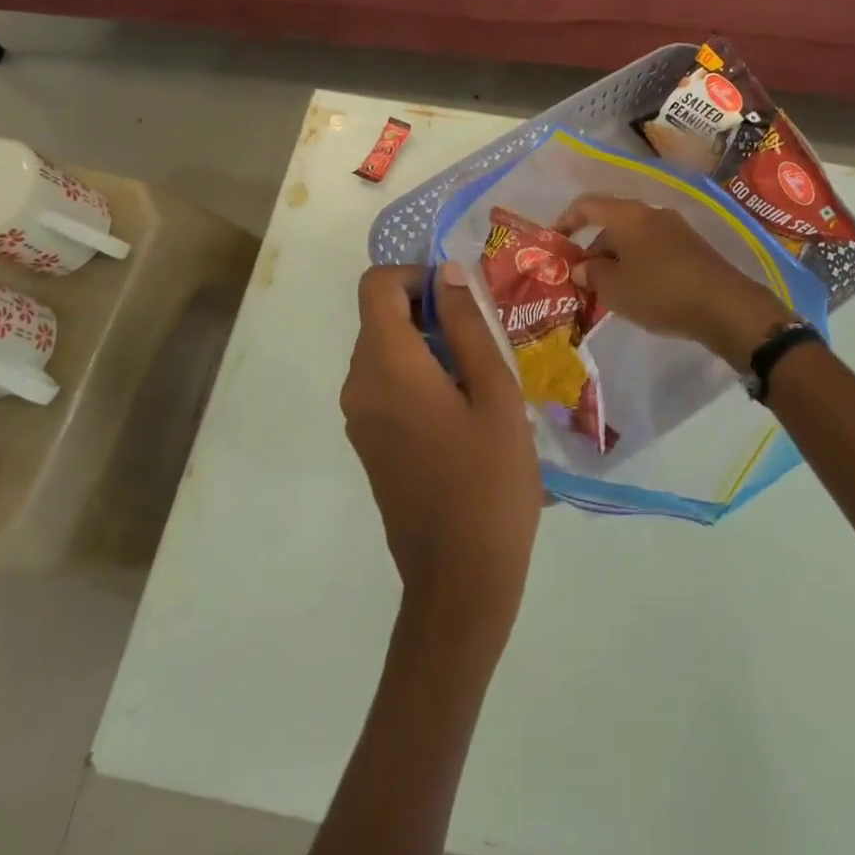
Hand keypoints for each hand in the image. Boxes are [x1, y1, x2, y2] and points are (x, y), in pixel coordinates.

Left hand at [341, 263, 541, 641]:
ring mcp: (359, 418)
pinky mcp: (369, 443)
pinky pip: (386, 385)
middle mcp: (359, 385)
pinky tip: (464, 412)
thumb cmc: (489, 480)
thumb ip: (467, 325)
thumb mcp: (495, 391)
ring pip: (386, 351)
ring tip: (482, 380)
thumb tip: (446, 274)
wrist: (460, 580)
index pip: (376, 286)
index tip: (461, 301)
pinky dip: (419, 376)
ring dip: (429, 346)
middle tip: (484, 342)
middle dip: (430, 313)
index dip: (416, 277)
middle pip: (381, 317)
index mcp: (386, 365)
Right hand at [554, 195, 789, 368]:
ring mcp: (675, 229)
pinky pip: (653, 251)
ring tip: (608, 294)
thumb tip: (583, 268)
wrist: (725, 305)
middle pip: (611, 224)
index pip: (587, 205)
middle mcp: (651, 213)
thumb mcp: (615, 289)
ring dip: (616, 261)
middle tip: (582, 282)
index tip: (555, 242)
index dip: (566, 220)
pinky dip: (638, 266)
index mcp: (628, 215)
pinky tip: (639, 294)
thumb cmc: (660, 291)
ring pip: (633, 240)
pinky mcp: (692, 248)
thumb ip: (592, 275)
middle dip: (593, 250)